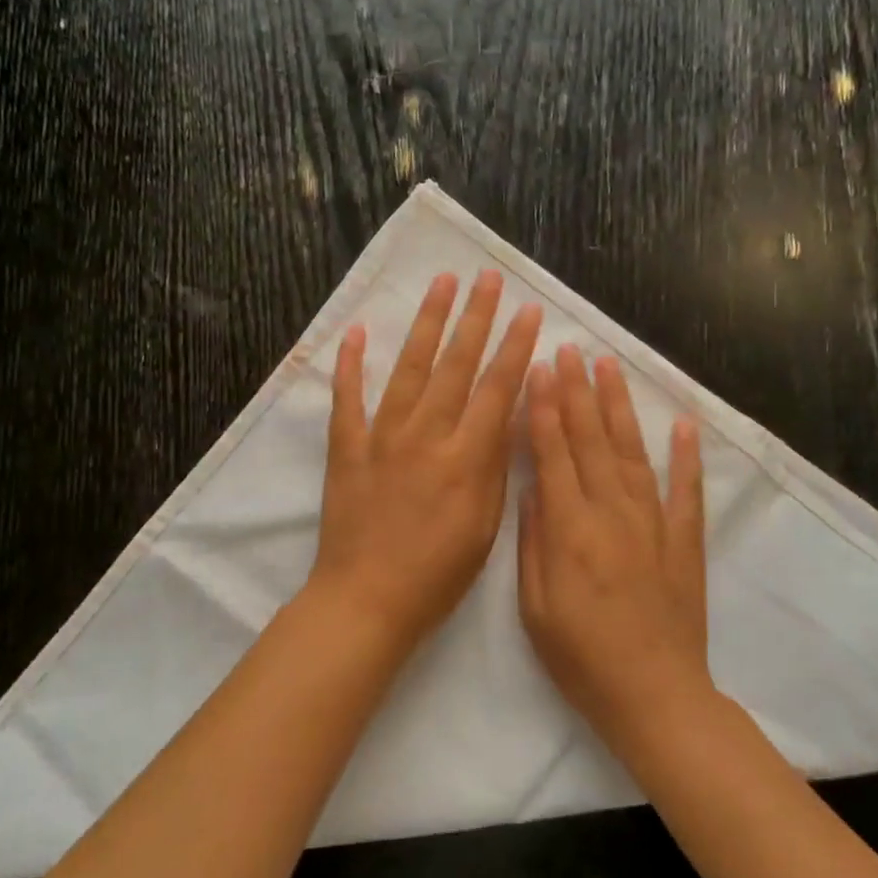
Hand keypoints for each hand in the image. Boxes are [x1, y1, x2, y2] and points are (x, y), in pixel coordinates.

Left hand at [310, 271, 542, 647]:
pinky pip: (348, 399)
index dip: (516, 348)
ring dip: (428, 323)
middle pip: (456, 365)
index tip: (529, 312)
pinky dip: (350, 364)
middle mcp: (425, 435)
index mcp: (465, 458)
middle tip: (487, 278)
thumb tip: (509, 418)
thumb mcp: (485, 527)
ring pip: (409, 368)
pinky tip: (358, 332)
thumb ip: (495, 468)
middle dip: (476, 317)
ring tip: (442, 283)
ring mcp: (382, 437)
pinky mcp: (347, 448)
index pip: (497, 389)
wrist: (367, 600)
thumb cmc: (436, 575)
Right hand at [518, 346, 711, 751]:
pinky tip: (682, 423)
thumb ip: (533, 542)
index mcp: (570, 530)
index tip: (538, 370)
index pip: (554, 455)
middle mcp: (612, 514)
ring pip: (632, 452)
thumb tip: (532, 488)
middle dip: (577, 392)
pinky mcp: (684, 540)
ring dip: (619, 407)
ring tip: (609, 367)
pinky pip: (685, 490)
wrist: (654, 695)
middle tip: (569, 350)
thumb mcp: (535, 607)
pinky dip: (686, 455)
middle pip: (591, 441)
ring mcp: (653, 523)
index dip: (545, 410)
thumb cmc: (581, 657)